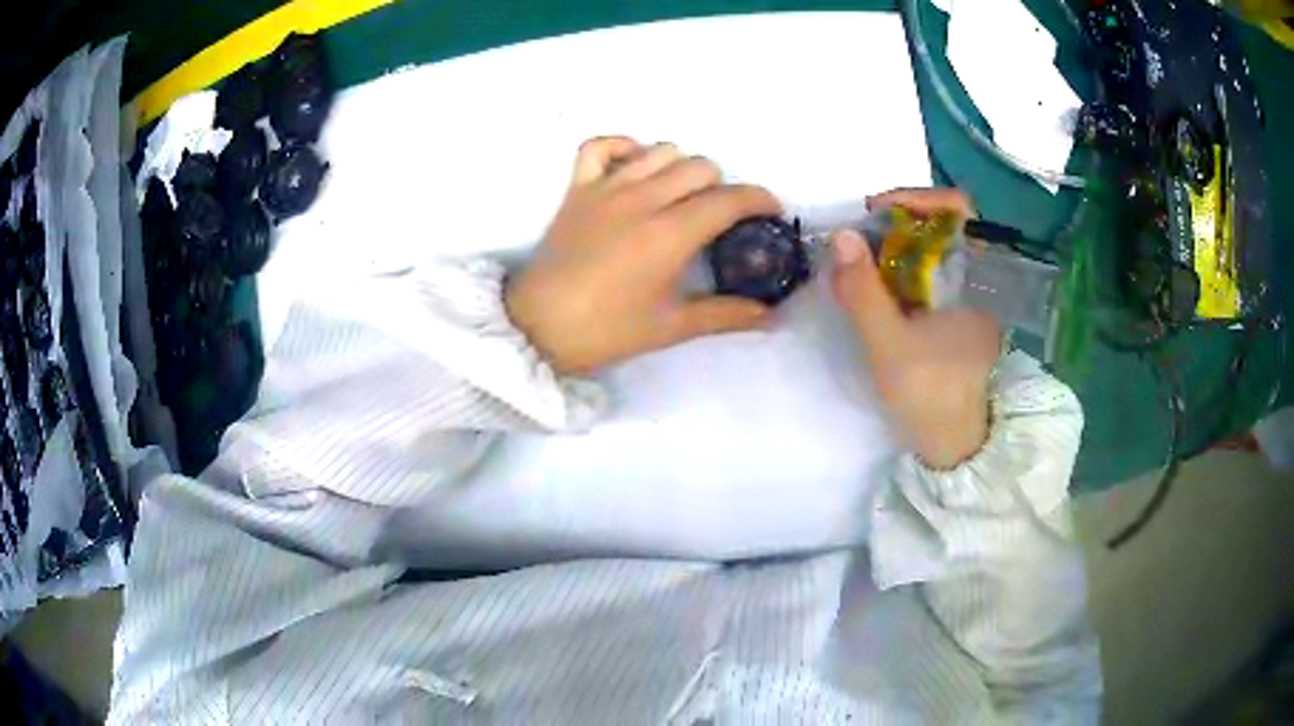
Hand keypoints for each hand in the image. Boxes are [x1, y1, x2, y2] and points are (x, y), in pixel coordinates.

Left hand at [506, 137, 779, 374]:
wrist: (536, 328)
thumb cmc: (605, 331)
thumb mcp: (669, 327)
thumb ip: (724, 315)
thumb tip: (770, 316)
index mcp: (669, 234)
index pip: (728, 199)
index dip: (759, 200)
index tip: (770, 212)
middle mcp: (642, 199)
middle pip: (700, 167)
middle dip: (722, 187)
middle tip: (719, 217)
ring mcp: (606, 188)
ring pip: (660, 150)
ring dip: (681, 167)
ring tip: (681, 195)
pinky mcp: (576, 188)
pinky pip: (599, 145)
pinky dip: (623, 147)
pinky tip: (634, 166)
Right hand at [831, 188, 1001, 469]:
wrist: (951, 444)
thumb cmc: (929, 395)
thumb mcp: (889, 346)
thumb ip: (864, 293)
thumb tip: (842, 235)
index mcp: (978, 278)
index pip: (958, 209)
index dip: (917, 197)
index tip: (875, 210)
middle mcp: (978, 276)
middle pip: (940, 222)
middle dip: (895, 221)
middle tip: (857, 237)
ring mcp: (966, 293)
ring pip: (931, 245)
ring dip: (892, 243)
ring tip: (858, 260)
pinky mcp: (953, 309)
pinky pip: (925, 268)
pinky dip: (897, 264)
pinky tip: (874, 284)